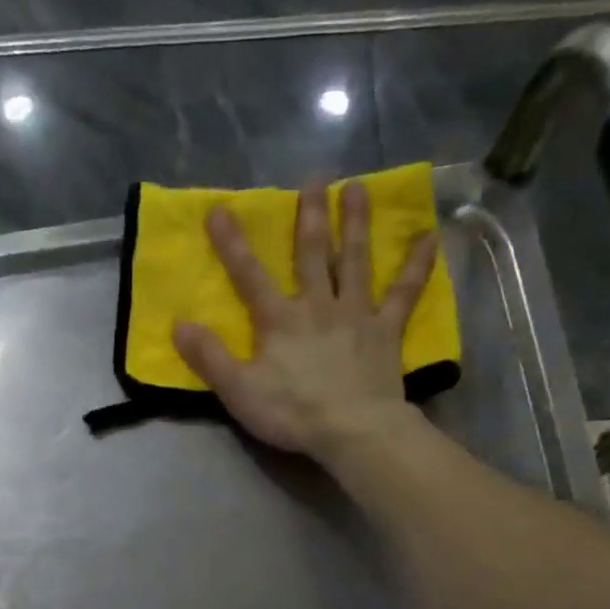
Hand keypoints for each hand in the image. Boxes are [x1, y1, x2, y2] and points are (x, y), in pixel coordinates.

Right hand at [171, 179, 438, 459]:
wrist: (351, 430)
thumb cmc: (292, 412)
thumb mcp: (238, 390)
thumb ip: (209, 357)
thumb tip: (178, 324)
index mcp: (280, 320)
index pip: (249, 275)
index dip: (232, 243)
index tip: (220, 208)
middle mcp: (318, 305)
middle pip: (313, 254)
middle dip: (310, 216)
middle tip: (315, 178)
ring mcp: (356, 314)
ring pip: (356, 260)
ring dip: (356, 224)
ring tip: (359, 187)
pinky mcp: (386, 331)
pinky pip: (404, 293)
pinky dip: (418, 266)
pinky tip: (431, 237)